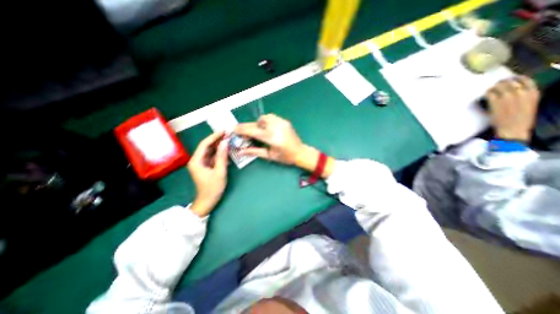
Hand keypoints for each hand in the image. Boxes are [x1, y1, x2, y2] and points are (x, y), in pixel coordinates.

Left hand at [186, 131, 227, 216]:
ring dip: (219, 145)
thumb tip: (225, 142)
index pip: (205, 144)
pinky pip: (212, 156)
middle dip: (217, 140)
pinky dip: (219, 153)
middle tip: (228, 134)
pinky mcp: (205, 166)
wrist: (208, 201)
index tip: (224, 131)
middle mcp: (197, 160)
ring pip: (210, 151)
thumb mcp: (220, 171)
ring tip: (229, 139)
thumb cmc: (213, 187)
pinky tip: (226, 150)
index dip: (214, 136)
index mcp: (196, 161)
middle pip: (207, 146)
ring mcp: (201, 163)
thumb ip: (222, 156)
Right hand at [235, 113, 333, 176]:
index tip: (234, 130)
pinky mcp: (285, 121)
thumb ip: (254, 152)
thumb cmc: (285, 157)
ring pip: (265, 117)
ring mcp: (282, 123)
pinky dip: (266, 121)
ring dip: (258, 123)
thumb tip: (241, 151)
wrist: (300, 152)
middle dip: (248, 126)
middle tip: (243, 130)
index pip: (253, 131)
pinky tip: (267, 128)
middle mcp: (276, 128)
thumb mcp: (269, 156)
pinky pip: (272, 117)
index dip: (242, 130)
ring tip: (258, 131)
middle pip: (258, 123)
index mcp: (272, 138)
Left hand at [489, 76, 539, 140]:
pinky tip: (486, 94)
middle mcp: (521, 93)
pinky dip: (487, 92)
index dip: (516, 78)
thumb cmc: (521, 119)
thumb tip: (515, 91)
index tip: (510, 78)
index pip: (525, 80)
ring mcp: (507, 97)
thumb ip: (524, 96)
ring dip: (493, 87)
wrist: (513, 129)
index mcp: (533, 93)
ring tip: (490, 89)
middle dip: (502, 82)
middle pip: (510, 82)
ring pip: (498, 86)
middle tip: (496, 84)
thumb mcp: (529, 104)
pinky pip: (489, 93)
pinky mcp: (495, 102)